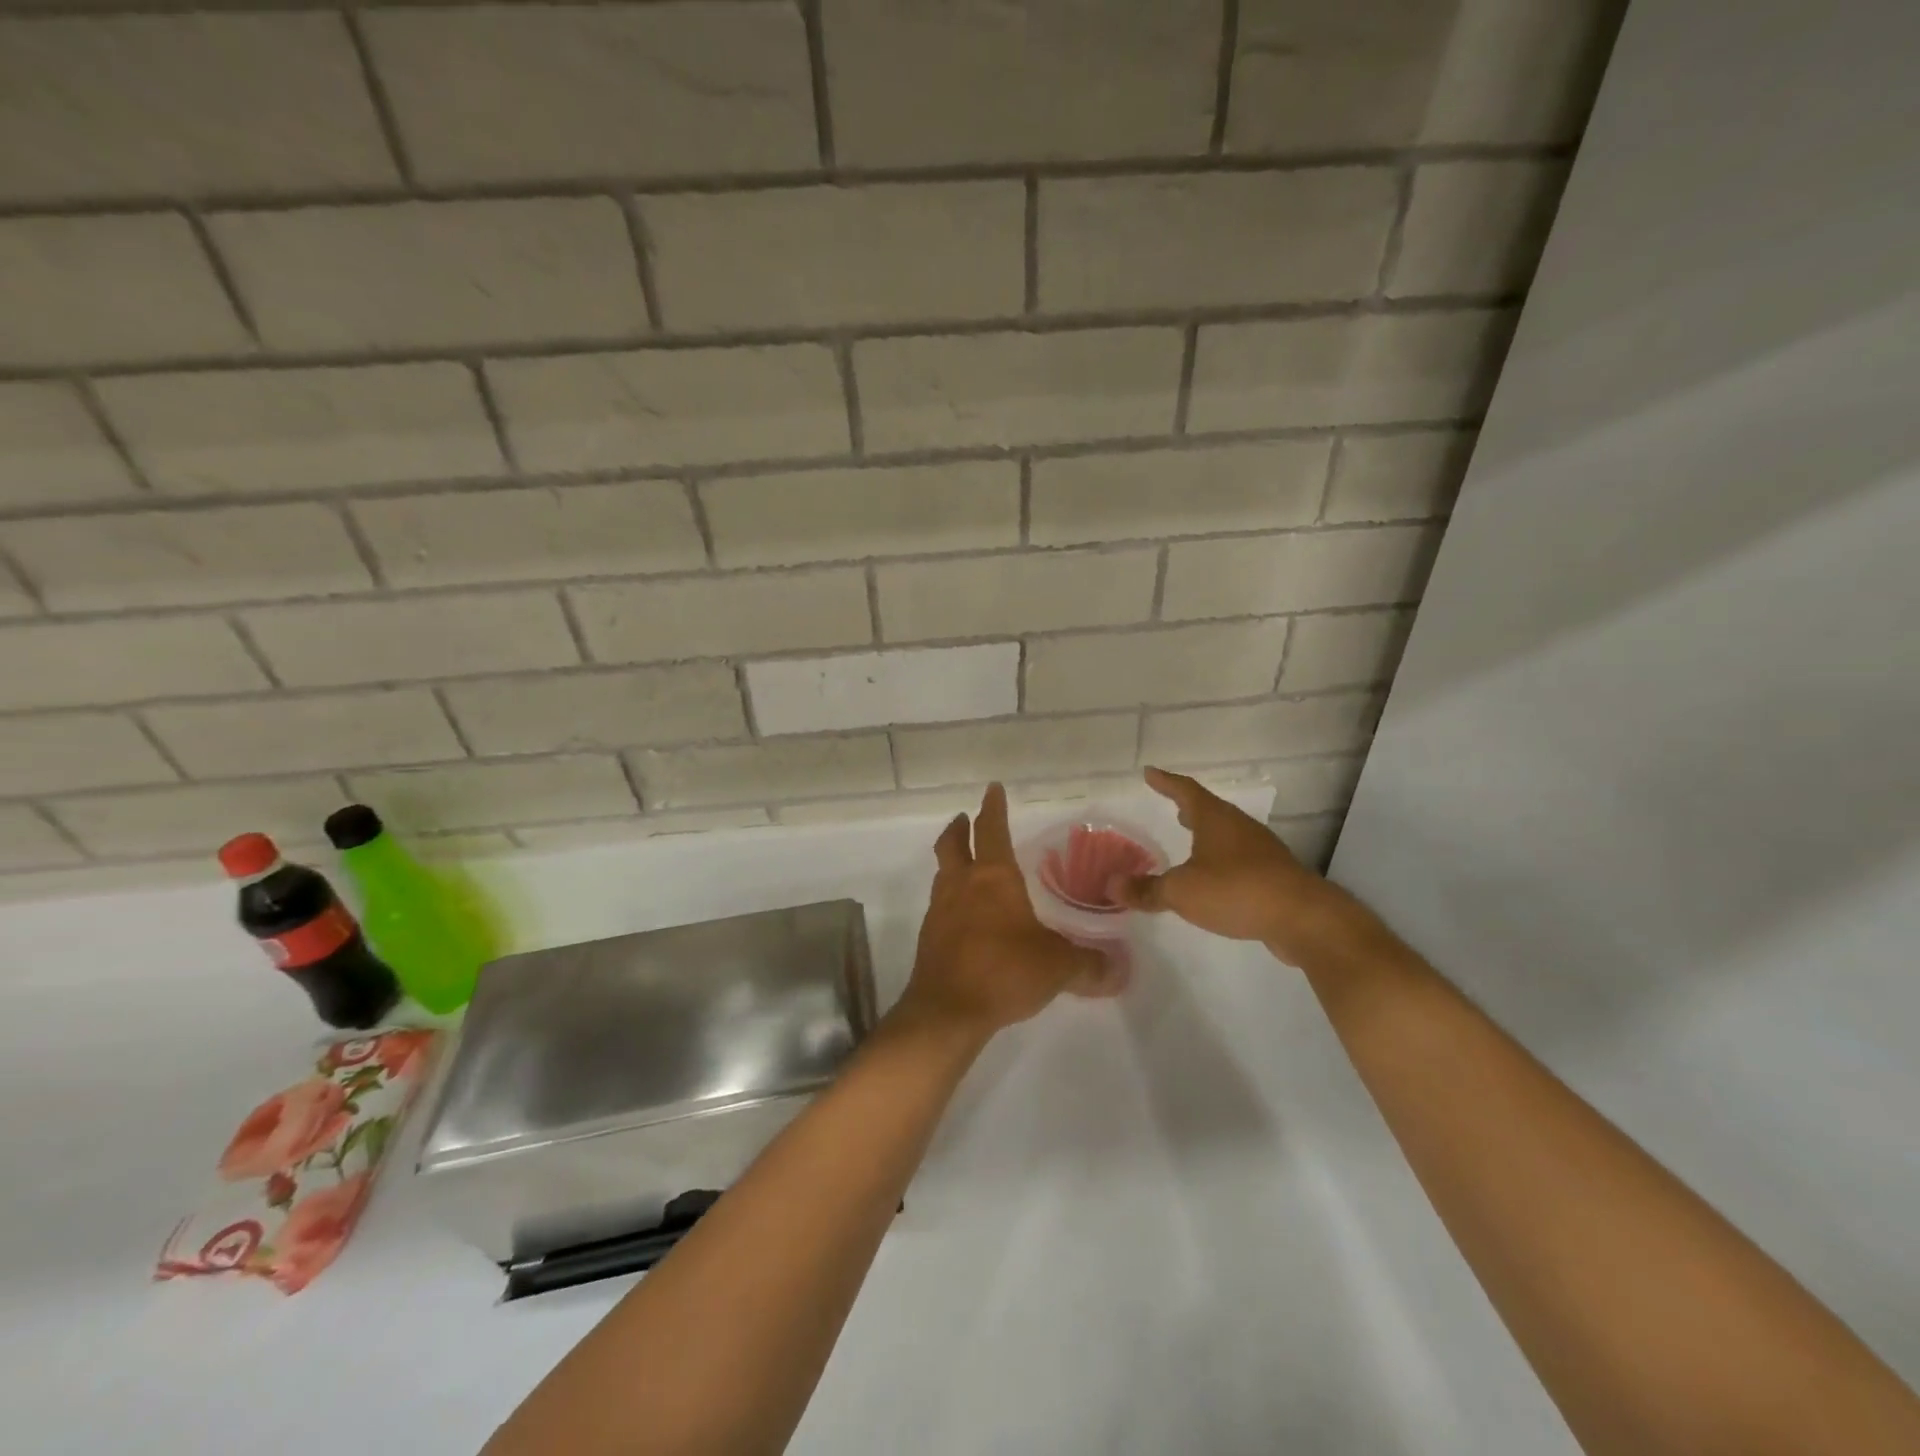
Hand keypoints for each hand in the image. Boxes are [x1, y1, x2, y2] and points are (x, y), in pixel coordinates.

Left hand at [898, 783, 1104, 1038]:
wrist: (947, 1010)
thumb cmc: (1005, 971)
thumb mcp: (1058, 966)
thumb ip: (1089, 964)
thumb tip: (1118, 969)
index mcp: (993, 877)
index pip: (992, 830)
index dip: (993, 807)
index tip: (993, 789)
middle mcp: (962, 885)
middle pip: (953, 843)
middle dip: (960, 827)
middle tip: (965, 819)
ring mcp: (940, 910)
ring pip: (943, 872)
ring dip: (953, 861)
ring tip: (965, 864)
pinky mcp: (930, 938)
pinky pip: (940, 905)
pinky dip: (951, 898)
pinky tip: (965, 915)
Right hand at [1111, 767, 1370, 968]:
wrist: (1303, 918)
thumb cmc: (1236, 890)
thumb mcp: (1182, 891)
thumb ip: (1147, 889)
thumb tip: (1111, 885)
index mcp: (1215, 819)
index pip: (1185, 791)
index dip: (1166, 782)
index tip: (1150, 772)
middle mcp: (1239, 827)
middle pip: (1210, 810)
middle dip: (1188, 808)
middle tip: (1171, 806)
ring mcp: (1261, 850)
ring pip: (1226, 834)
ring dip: (1206, 834)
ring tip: (1189, 840)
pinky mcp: (1274, 875)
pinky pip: (1239, 858)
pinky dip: (1220, 859)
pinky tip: (1214, 877)